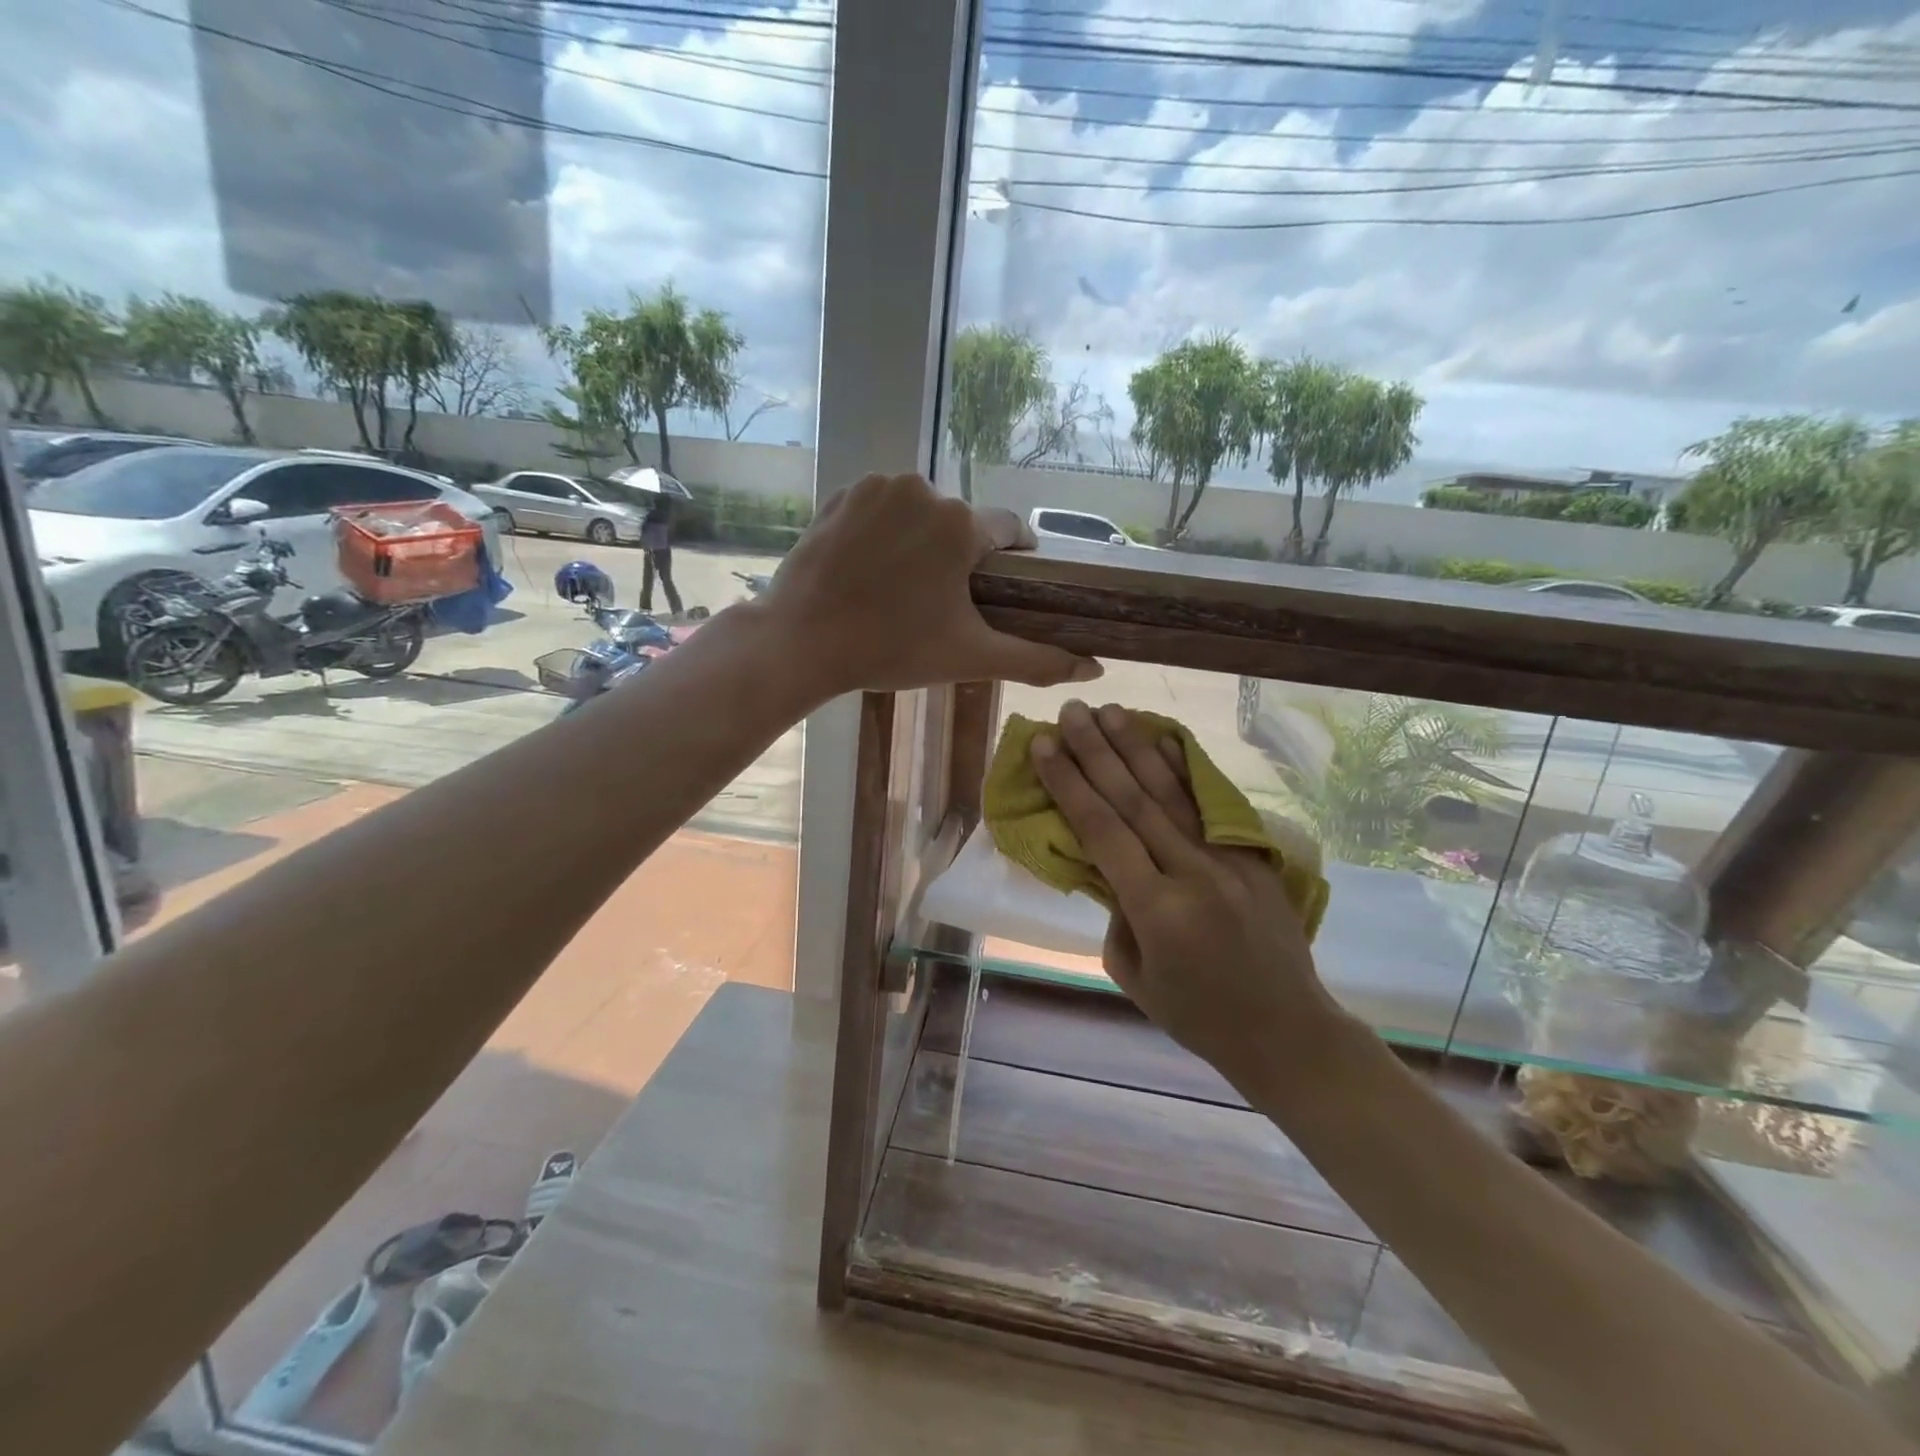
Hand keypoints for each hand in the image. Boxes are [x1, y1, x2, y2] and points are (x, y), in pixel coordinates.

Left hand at [763, 473, 1101, 695]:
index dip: (1011, 563)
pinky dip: (885, 531)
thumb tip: (1095, 671)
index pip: (1010, 532)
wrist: (801, 642)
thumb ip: (1037, 661)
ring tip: (900, 588)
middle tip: (939, 604)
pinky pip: (883, 507)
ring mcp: (878, 486)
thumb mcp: (970, 658)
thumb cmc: (891, 649)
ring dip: (922, 542)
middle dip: (960, 557)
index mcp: (962, 524)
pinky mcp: (842, 492)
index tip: (998, 592)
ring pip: (922, 512)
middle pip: (963, 524)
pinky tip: (870, 568)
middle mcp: (924, 489)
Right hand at [1030, 701, 1340, 1090]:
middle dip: (1097, 751)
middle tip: (1070, 712)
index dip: (1069, 784)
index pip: (1103, 831)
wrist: (1286, 1030)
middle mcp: (1193, 873)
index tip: (1044, 745)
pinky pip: (1213, 805)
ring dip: (1137, 748)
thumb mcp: (1132, 974)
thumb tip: (1113, 864)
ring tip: (1110, 711)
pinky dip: (1187, 770)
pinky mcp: (1254, 856)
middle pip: (1134, 800)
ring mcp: (1230, 860)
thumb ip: (1116, 912)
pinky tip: (1166, 741)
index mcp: (1157, 909)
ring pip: (1173, 793)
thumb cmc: (1196, 1015)